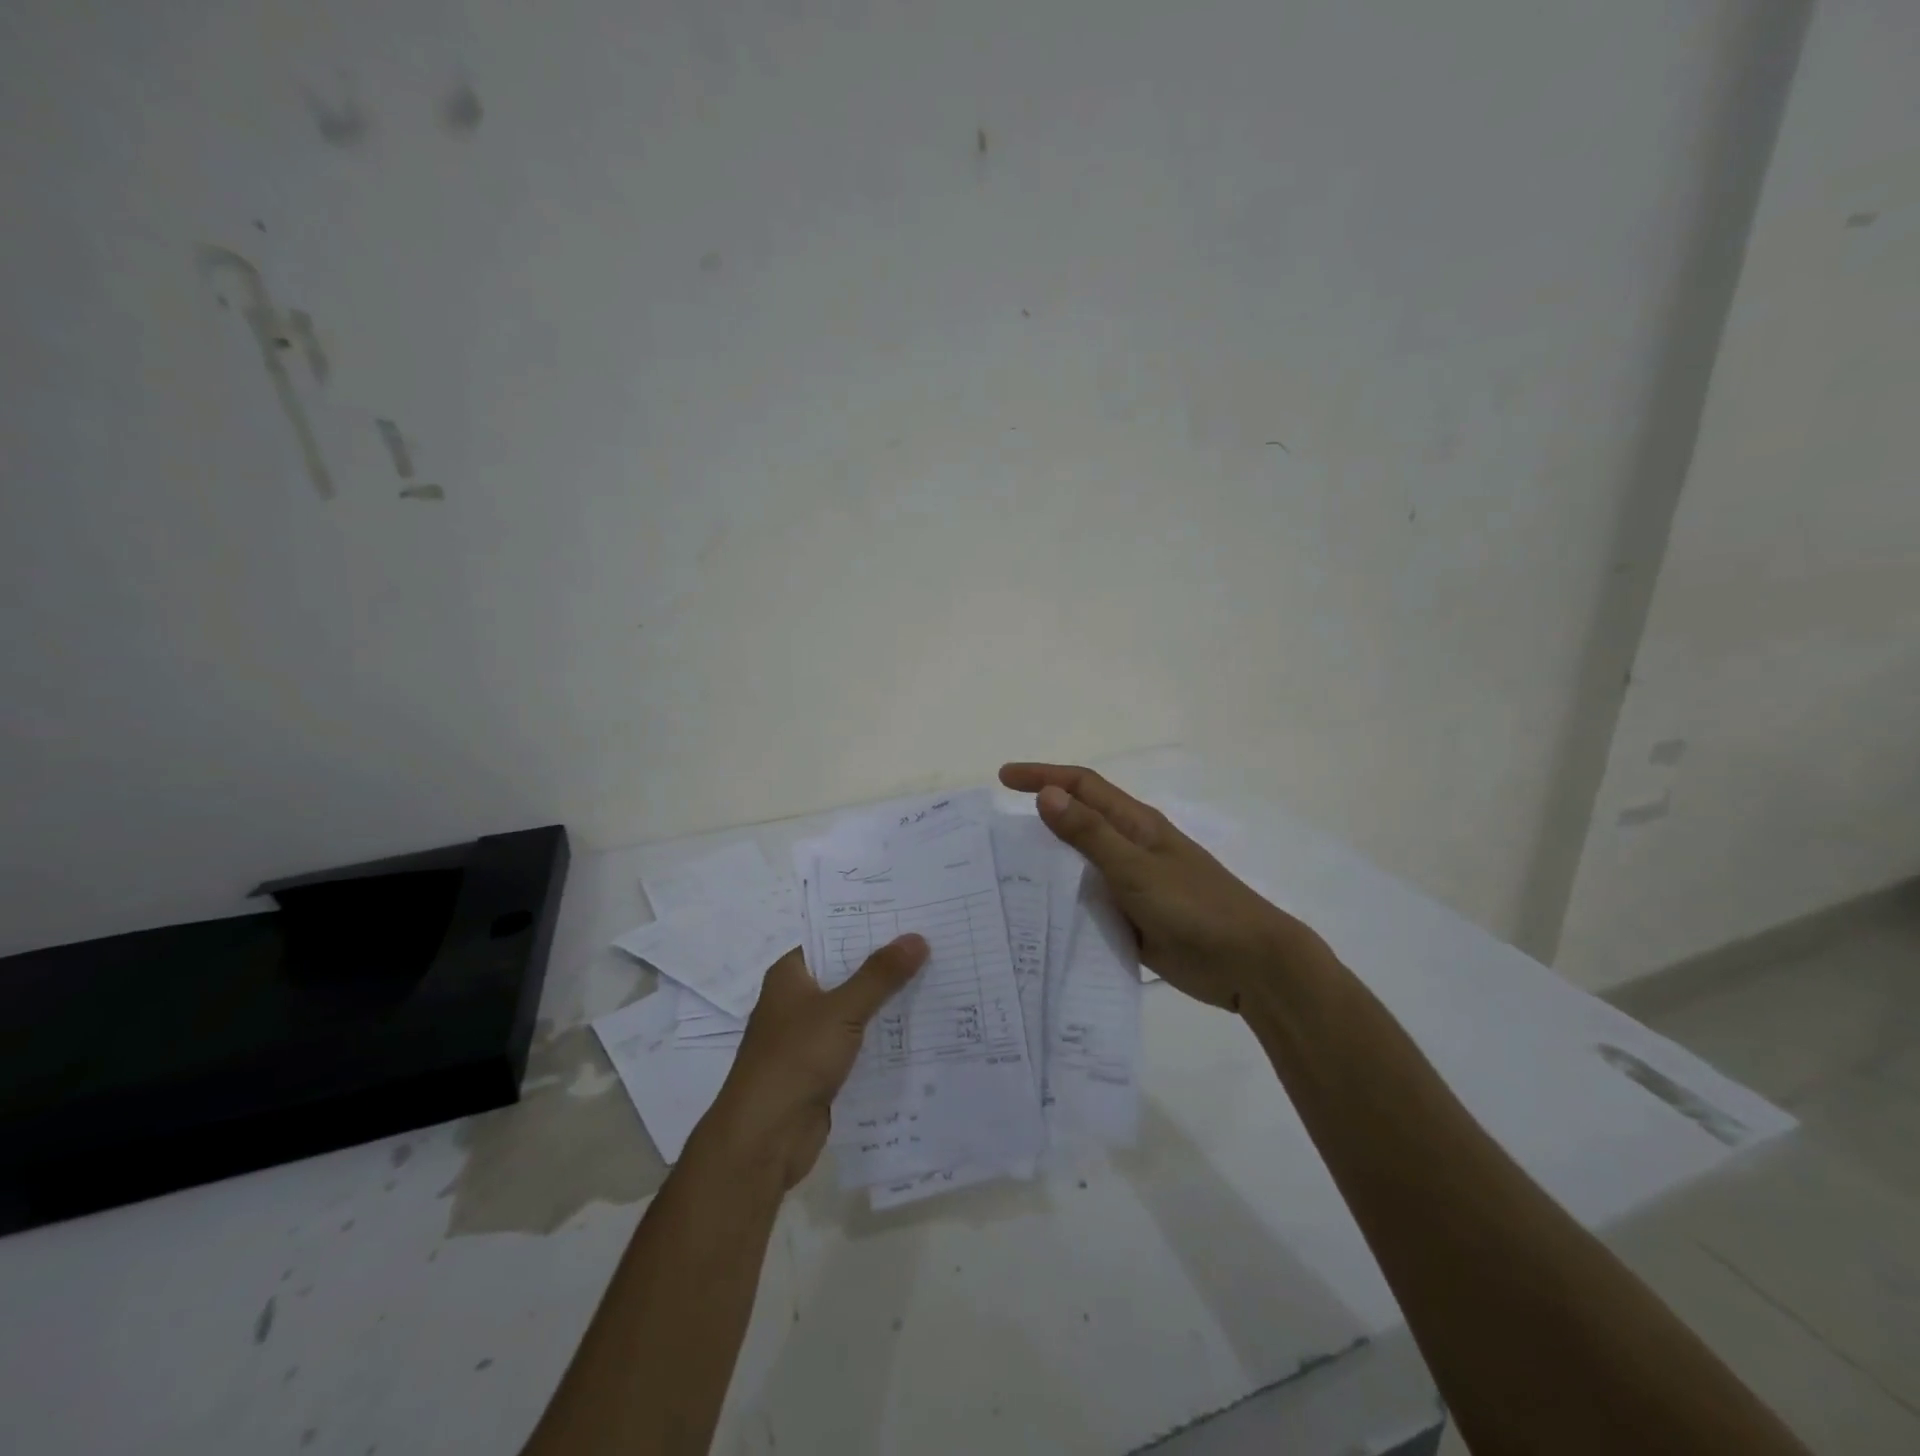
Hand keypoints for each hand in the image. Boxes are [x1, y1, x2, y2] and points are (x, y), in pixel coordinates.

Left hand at [700, 936, 928, 1187]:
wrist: (764, 1139)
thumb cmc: (794, 1060)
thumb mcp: (842, 1010)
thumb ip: (880, 975)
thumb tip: (917, 937)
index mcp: (790, 976)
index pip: (832, 939)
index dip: (868, 928)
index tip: (909, 917)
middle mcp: (797, 1001)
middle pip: (848, 974)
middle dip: (886, 966)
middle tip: (934, 946)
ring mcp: (809, 1038)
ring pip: (856, 1011)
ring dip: (889, 1004)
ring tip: (938, 982)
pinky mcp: (822, 1071)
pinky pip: (859, 1045)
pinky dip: (884, 1039)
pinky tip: (921, 1030)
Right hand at [999, 763, 1327, 1011]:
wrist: (1249, 963)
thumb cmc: (1195, 905)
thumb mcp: (1136, 867)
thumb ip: (1090, 833)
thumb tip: (1047, 794)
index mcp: (1135, 824)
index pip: (1082, 786)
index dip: (1043, 776)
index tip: (1003, 778)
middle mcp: (1130, 848)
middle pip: (1078, 823)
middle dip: (1039, 818)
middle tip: (994, 832)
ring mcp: (1132, 885)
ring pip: (1080, 865)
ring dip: (1048, 865)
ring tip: (1003, 876)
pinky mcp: (1133, 919)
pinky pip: (1089, 903)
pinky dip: (1064, 903)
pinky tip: (1037, 918)